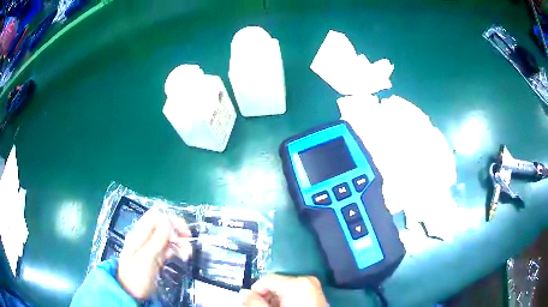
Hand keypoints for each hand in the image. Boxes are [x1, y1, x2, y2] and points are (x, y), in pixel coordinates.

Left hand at [117, 209, 191, 299]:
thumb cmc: (136, 277)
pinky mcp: (154, 257)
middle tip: (189, 239)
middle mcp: (144, 238)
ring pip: (166, 237)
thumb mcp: (146, 259)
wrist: (131, 293)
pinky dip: (176, 250)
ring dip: (179, 242)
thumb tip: (167, 221)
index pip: (154, 217)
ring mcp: (149, 247)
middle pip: (162, 225)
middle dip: (176, 230)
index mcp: (138, 235)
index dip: (170, 220)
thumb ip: (156, 241)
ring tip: (188, 253)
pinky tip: (182, 257)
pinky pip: (167, 248)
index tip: (182, 231)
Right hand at [244, 275, 326, 306]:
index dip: (255, 291)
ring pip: (286, 290)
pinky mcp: (317, 296)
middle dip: (266, 297)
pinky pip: (296, 295)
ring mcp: (314, 289)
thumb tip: (247, 295)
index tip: (250, 303)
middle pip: (277, 285)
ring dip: (276, 300)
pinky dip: (287, 302)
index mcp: (297, 283)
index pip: (267, 280)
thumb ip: (254, 302)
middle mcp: (307, 281)